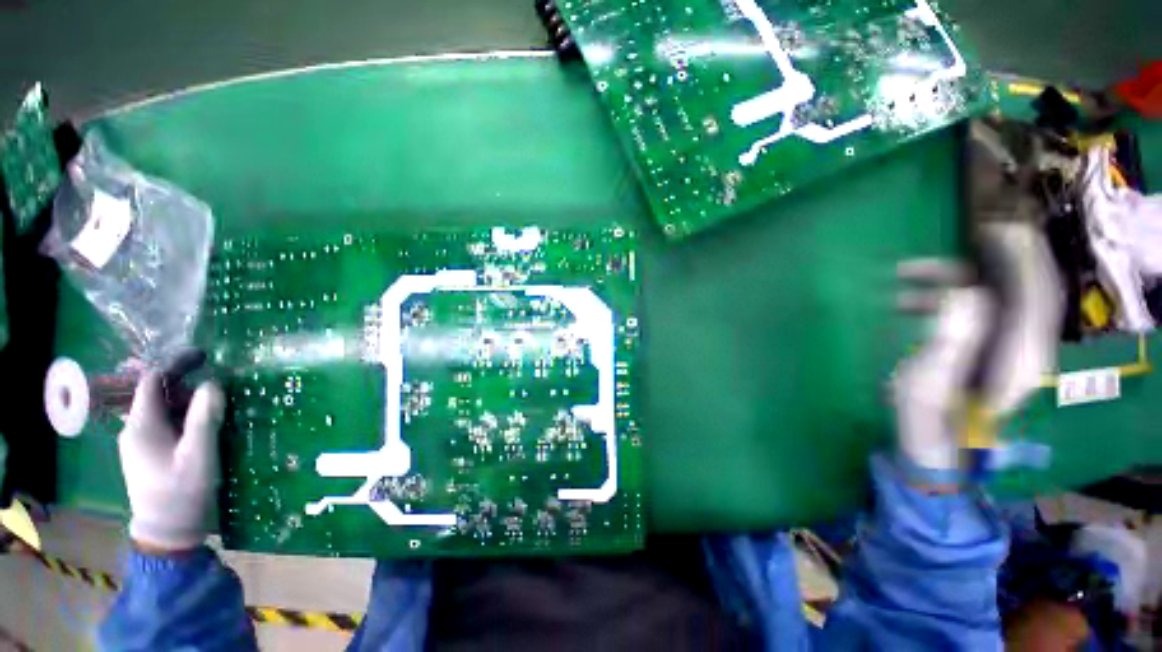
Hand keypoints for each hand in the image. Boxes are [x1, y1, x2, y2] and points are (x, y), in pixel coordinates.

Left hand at [119, 372, 224, 552]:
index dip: (177, 364)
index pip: (152, 381)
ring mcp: (139, 444)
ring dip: (188, 405)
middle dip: (187, 387)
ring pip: (163, 412)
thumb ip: (205, 417)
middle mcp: (134, 430)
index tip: (205, 356)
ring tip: (216, 411)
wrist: (168, 532)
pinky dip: (184, 420)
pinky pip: (165, 426)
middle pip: (158, 395)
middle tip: (219, 392)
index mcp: (141, 426)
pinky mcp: (148, 455)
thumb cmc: (182, 491)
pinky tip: (202, 430)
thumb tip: (213, 383)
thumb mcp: (199, 454)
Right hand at [893, 224, 1061, 480]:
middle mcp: (1024, 348)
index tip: (991, 228)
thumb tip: (965, 292)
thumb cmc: (928, 423)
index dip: (1021, 256)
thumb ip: (951, 338)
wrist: (934, 452)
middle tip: (928, 252)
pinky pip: (976, 312)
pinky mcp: (988, 353)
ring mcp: (1007, 351)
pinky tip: (910, 302)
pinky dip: (945, 298)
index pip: (1035, 293)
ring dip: (950, 282)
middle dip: (974, 265)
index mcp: (1019, 357)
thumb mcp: (929, 383)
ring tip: (902, 278)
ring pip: (991, 298)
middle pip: (1015, 289)